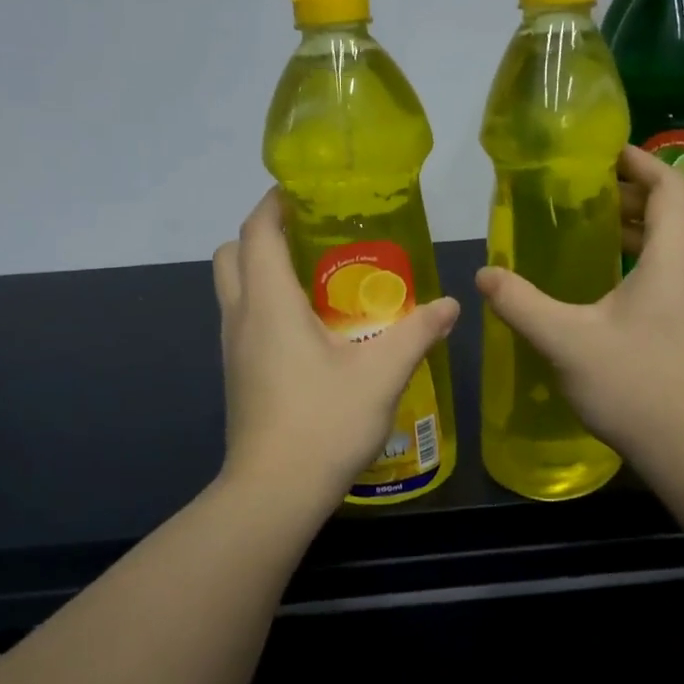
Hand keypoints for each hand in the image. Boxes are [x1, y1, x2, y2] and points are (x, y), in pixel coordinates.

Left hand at [212, 190, 459, 517]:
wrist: (273, 493)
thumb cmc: (323, 422)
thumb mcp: (382, 374)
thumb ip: (417, 333)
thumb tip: (451, 304)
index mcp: (269, 303)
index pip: (256, 232)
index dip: (273, 203)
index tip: (302, 190)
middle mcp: (240, 317)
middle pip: (232, 254)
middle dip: (263, 234)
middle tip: (310, 234)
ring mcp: (232, 348)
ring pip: (233, 288)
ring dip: (262, 270)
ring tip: (316, 276)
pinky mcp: (237, 374)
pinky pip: (243, 319)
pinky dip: (265, 304)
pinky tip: (310, 328)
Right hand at [476, 146, 683, 472]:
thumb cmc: (634, 384)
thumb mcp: (565, 339)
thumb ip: (521, 302)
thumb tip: (485, 274)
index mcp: (675, 256)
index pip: (669, 185)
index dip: (640, 161)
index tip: (606, 153)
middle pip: (674, 213)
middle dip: (632, 196)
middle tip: (587, 193)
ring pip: (677, 247)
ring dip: (640, 231)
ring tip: (596, 232)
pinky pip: (677, 275)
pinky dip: (647, 261)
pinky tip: (612, 286)